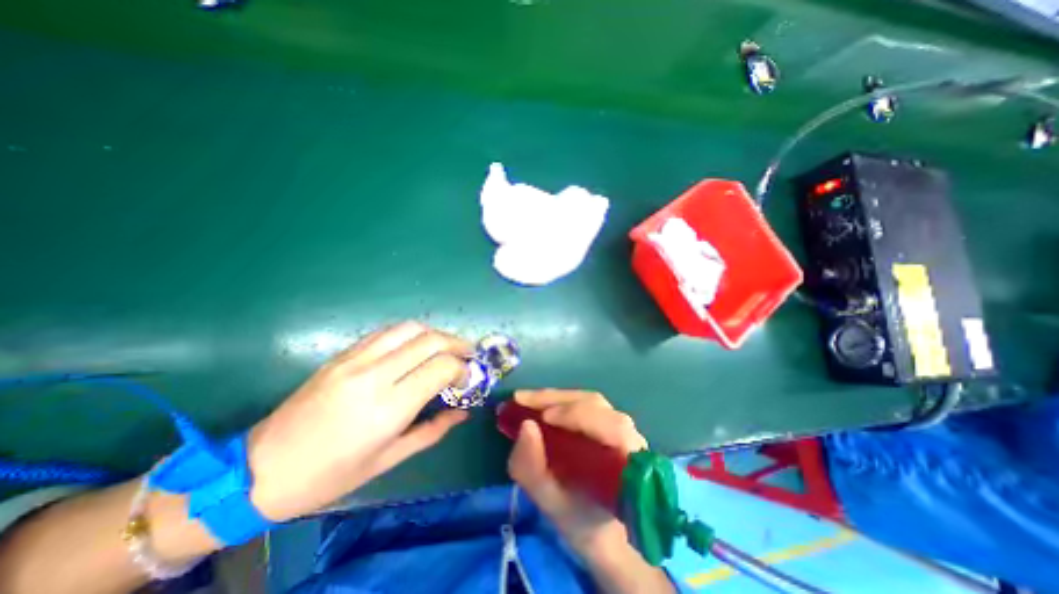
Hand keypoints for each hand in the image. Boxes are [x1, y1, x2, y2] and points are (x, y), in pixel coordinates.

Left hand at [247, 323, 469, 522]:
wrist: (259, 470)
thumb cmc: (330, 476)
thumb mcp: (389, 460)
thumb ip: (433, 430)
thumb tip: (463, 411)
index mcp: (388, 408)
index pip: (441, 367)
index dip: (462, 368)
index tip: (468, 377)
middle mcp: (374, 376)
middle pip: (430, 340)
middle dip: (457, 343)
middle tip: (468, 354)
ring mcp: (354, 360)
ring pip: (409, 328)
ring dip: (435, 334)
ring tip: (446, 347)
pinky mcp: (341, 355)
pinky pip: (385, 332)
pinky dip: (410, 334)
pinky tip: (415, 346)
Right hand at [503, 390, 645, 552]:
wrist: (599, 527)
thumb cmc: (580, 519)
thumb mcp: (551, 503)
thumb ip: (534, 470)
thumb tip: (525, 426)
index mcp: (627, 461)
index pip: (610, 427)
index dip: (578, 416)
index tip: (544, 417)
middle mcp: (627, 435)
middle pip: (595, 404)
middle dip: (557, 400)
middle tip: (522, 400)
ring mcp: (618, 423)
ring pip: (589, 400)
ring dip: (556, 398)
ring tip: (527, 401)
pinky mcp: (605, 419)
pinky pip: (583, 403)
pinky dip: (559, 401)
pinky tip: (539, 405)